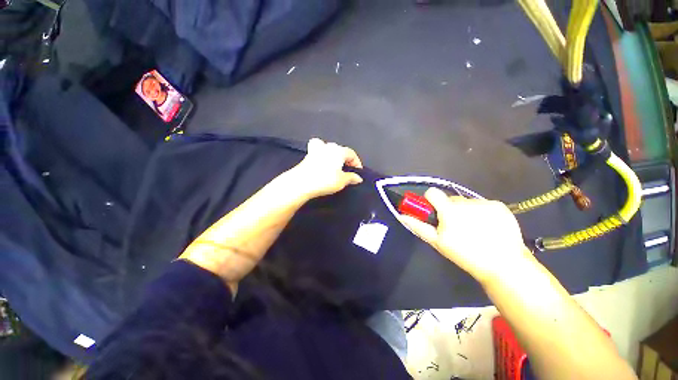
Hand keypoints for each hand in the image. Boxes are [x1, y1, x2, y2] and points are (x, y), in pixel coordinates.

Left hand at [287, 138, 363, 199]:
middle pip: (341, 151)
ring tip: (336, 166)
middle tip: (348, 171)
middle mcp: (328, 146)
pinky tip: (322, 161)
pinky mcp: (308, 155)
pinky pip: (318, 150)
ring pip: (329, 149)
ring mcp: (317, 149)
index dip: (357, 163)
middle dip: (346, 160)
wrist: (301, 183)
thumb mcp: (341, 181)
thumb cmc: (323, 180)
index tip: (358, 172)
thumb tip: (358, 178)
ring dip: (334, 156)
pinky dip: (321, 153)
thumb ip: (351, 178)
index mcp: (339, 151)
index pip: (352, 154)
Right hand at [399, 188, 533, 284]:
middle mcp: (467, 202)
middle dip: (449, 210)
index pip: (433, 192)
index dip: (430, 201)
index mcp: (449, 210)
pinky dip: (482, 213)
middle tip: (456, 228)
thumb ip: (419, 226)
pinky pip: (483, 205)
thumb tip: (402, 215)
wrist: (504, 265)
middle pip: (450, 199)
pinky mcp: (500, 206)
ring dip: (466, 212)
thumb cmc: (466, 255)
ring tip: (474, 230)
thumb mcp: (438, 242)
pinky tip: (488, 228)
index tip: (435, 213)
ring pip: (467, 202)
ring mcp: (485, 202)